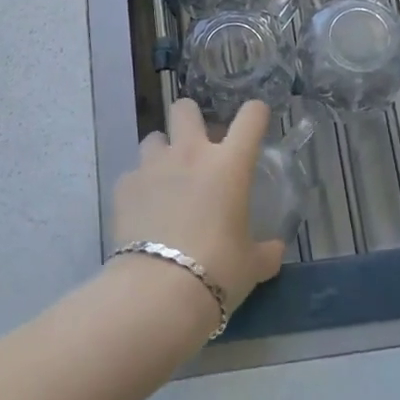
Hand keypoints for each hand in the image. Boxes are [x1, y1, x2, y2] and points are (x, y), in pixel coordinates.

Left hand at [111, 98, 285, 311]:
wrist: (159, 291)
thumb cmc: (218, 271)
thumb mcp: (252, 265)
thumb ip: (265, 251)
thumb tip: (274, 249)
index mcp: (229, 164)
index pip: (250, 117)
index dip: (256, 113)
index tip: (256, 121)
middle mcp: (190, 153)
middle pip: (185, 108)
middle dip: (192, 119)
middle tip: (198, 146)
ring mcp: (153, 166)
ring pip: (154, 137)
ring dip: (163, 152)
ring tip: (167, 179)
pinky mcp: (124, 186)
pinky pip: (133, 174)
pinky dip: (140, 186)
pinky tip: (144, 209)